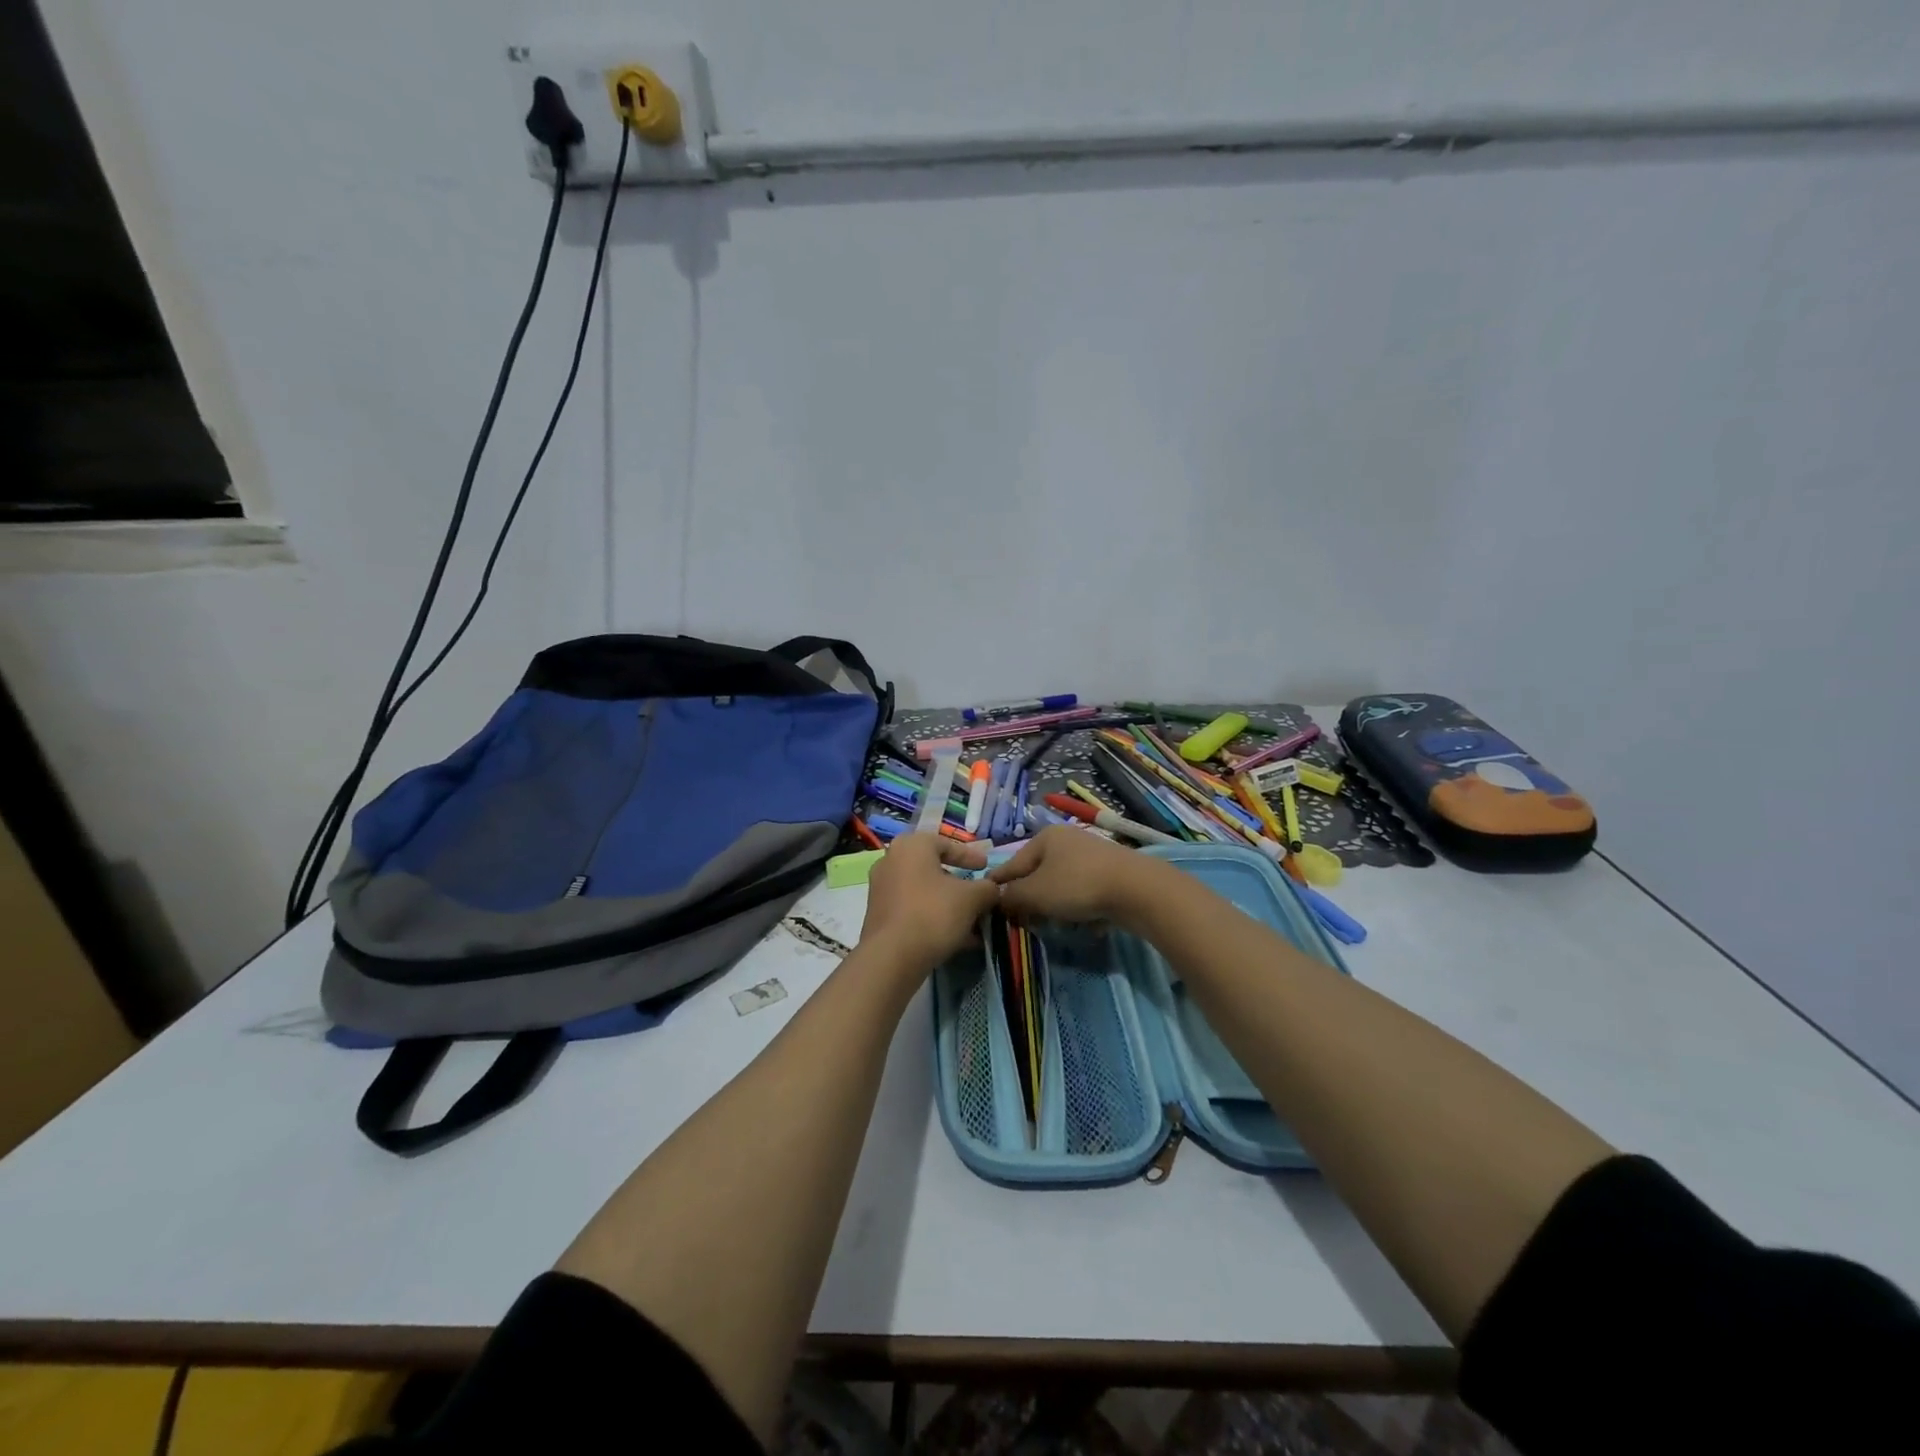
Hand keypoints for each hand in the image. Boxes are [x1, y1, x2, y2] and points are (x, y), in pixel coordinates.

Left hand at [860, 833, 999, 970]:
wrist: (892, 957)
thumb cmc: (933, 913)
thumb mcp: (972, 898)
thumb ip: (987, 888)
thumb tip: (993, 889)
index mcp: (911, 846)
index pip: (946, 844)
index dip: (970, 856)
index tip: (986, 867)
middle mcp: (891, 861)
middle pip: (934, 869)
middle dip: (960, 885)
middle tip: (979, 896)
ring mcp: (881, 889)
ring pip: (924, 893)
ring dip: (949, 905)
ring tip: (973, 923)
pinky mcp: (879, 916)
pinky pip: (913, 910)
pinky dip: (934, 918)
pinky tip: (956, 939)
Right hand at [989, 825, 1158, 924]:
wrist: (1136, 889)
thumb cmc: (1077, 885)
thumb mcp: (1035, 893)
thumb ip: (1011, 897)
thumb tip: (999, 899)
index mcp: (1045, 837)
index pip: (1012, 864)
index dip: (998, 884)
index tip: (986, 901)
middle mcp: (1067, 840)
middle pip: (1037, 874)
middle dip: (1029, 899)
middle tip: (1022, 921)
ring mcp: (1091, 855)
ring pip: (1060, 884)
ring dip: (1053, 905)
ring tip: (1051, 925)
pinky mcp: (1110, 873)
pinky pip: (1083, 892)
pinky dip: (1078, 906)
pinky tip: (1081, 923)